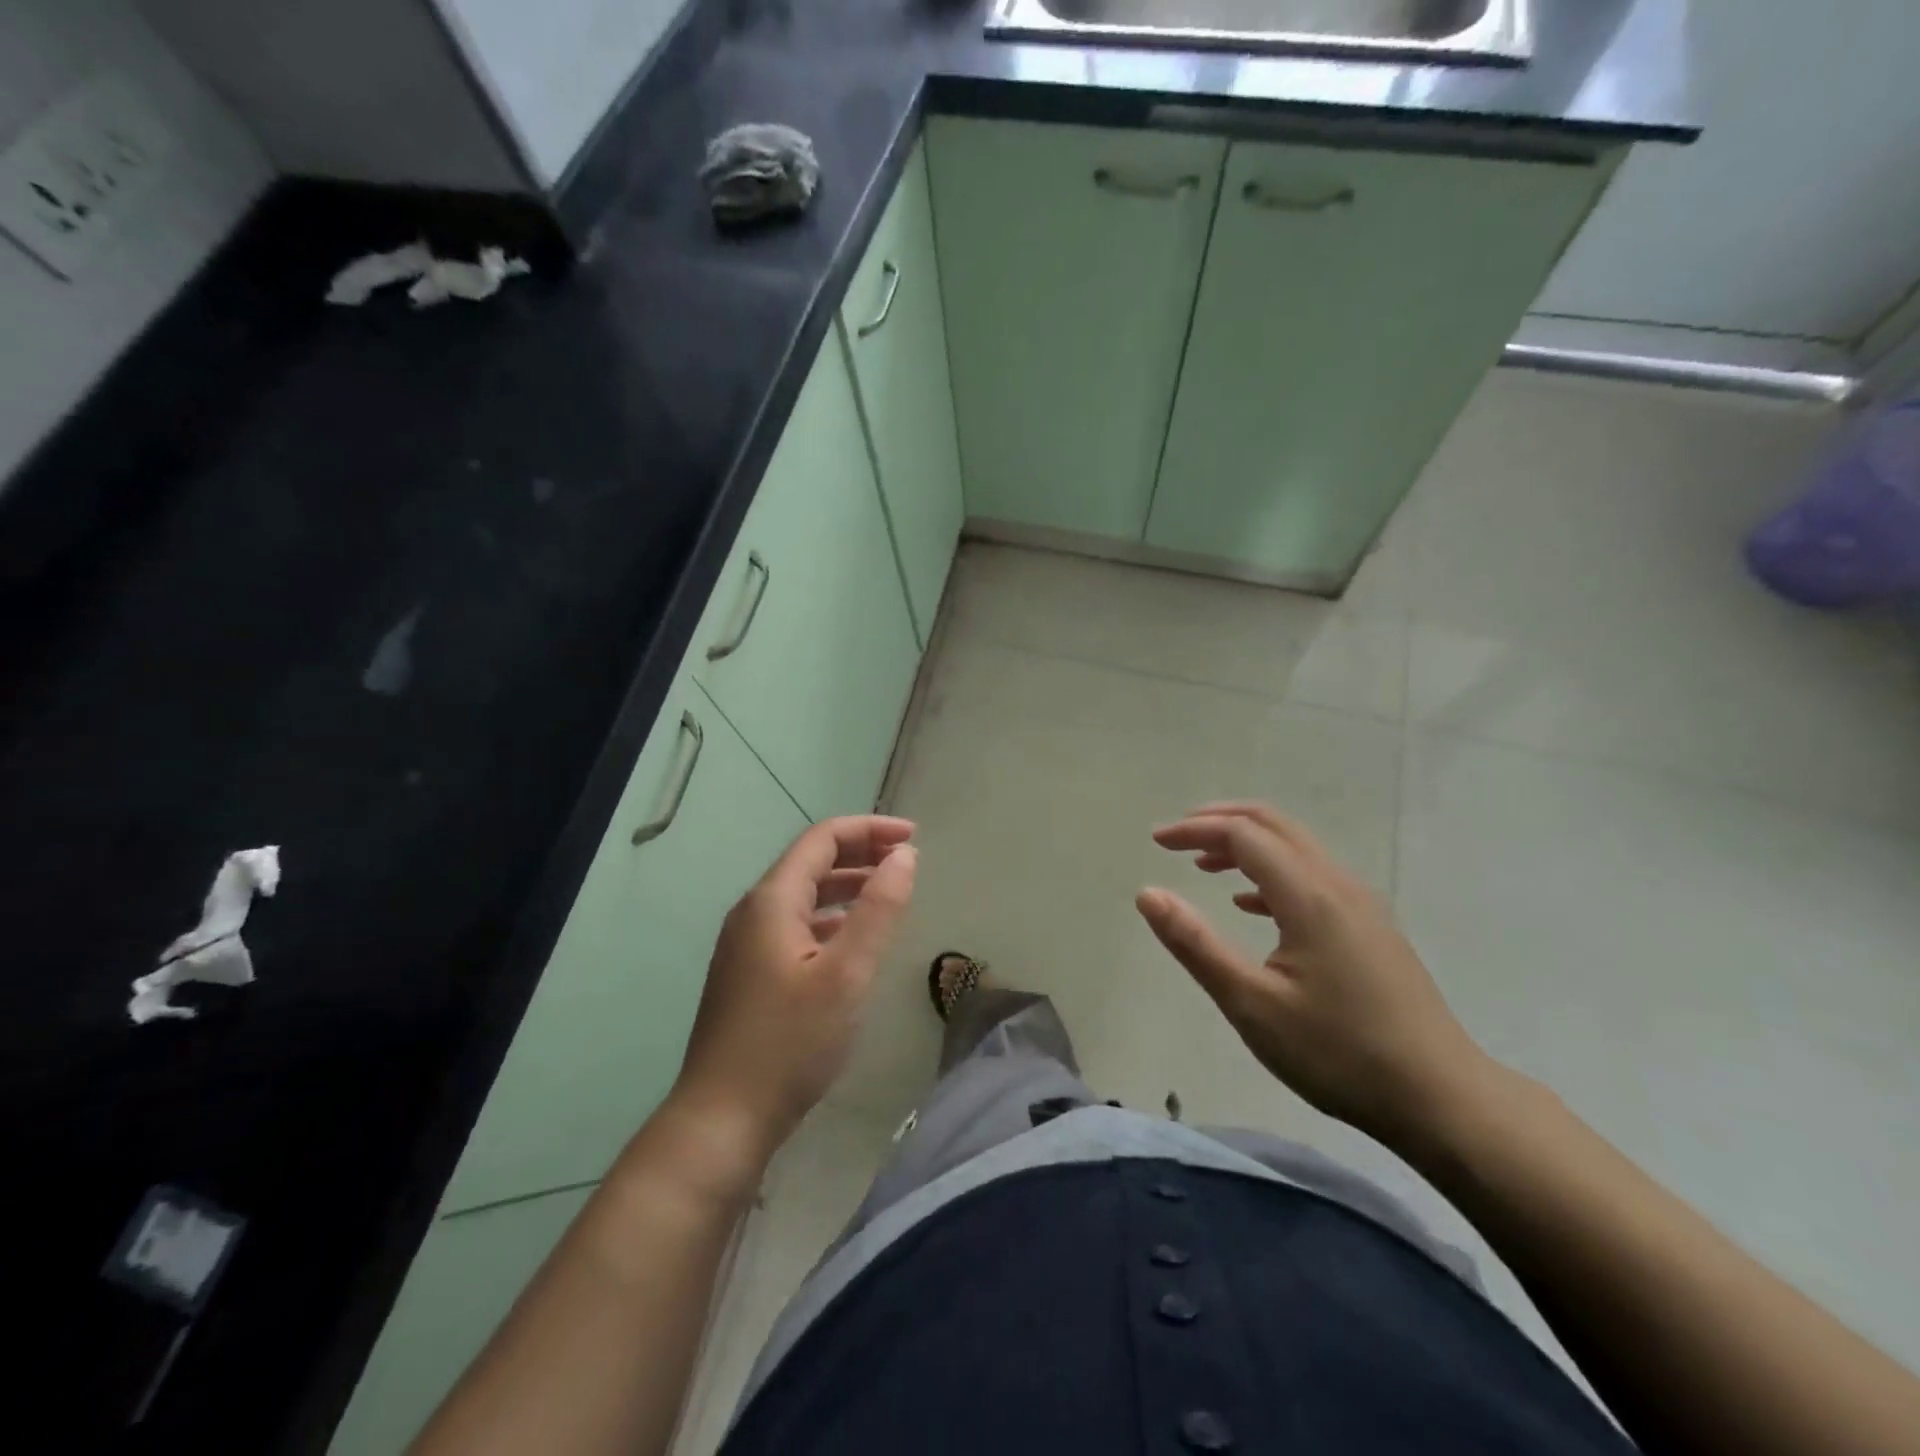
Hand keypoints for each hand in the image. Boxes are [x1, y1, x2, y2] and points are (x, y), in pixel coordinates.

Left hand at [673, 816, 916, 1154]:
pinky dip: (830, 919)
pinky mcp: (748, 974)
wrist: (721, 1120)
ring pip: (803, 897)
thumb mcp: (847, 974)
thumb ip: (879, 909)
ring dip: (846, 886)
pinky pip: (795, 926)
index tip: (913, 836)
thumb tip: (904, 855)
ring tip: (888, 893)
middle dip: (860, 854)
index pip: (822, 839)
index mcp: (772, 901)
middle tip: (906, 860)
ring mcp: (746, 945)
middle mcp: (753, 912)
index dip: (869, 829)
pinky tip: (852, 940)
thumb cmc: (789, 1043)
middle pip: (810, 863)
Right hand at [1136, 801, 1495, 1151]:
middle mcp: (1338, 885)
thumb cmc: (1338, 1053)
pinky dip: (1271, 873)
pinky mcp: (1371, 928)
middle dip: (1220, 822)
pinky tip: (1249, 905)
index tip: (1156, 841)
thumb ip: (1195, 944)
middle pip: (1273, 825)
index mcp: (1309, 896)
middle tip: (1176, 838)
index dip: (1195, 829)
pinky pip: (1312, 876)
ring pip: (1295, 848)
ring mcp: (1362, 905)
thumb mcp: (1251, 1004)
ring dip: (1246, 845)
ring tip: (1202, 865)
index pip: (1243, 835)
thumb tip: (1148, 894)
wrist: (1442, 1099)